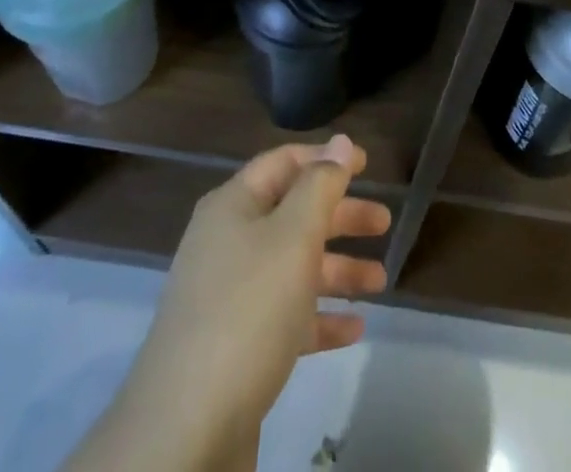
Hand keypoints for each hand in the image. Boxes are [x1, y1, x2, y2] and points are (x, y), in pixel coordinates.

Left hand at [68, 135, 390, 471]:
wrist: (186, 429)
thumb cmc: (248, 310)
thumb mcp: (293, 236)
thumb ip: (321, 185)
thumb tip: (341, 142)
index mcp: (234, 206)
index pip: (284, 163)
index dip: (326, 158)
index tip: (367, 164)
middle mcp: (228, 242)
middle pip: (293, 214)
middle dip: (340, 216)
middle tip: (384, 222)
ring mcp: (229, 297)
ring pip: (293, 267)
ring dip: (338, 269)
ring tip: (381, 280)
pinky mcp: (235, 347)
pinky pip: (285, 317)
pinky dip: (319, 317)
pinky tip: (355, 329)